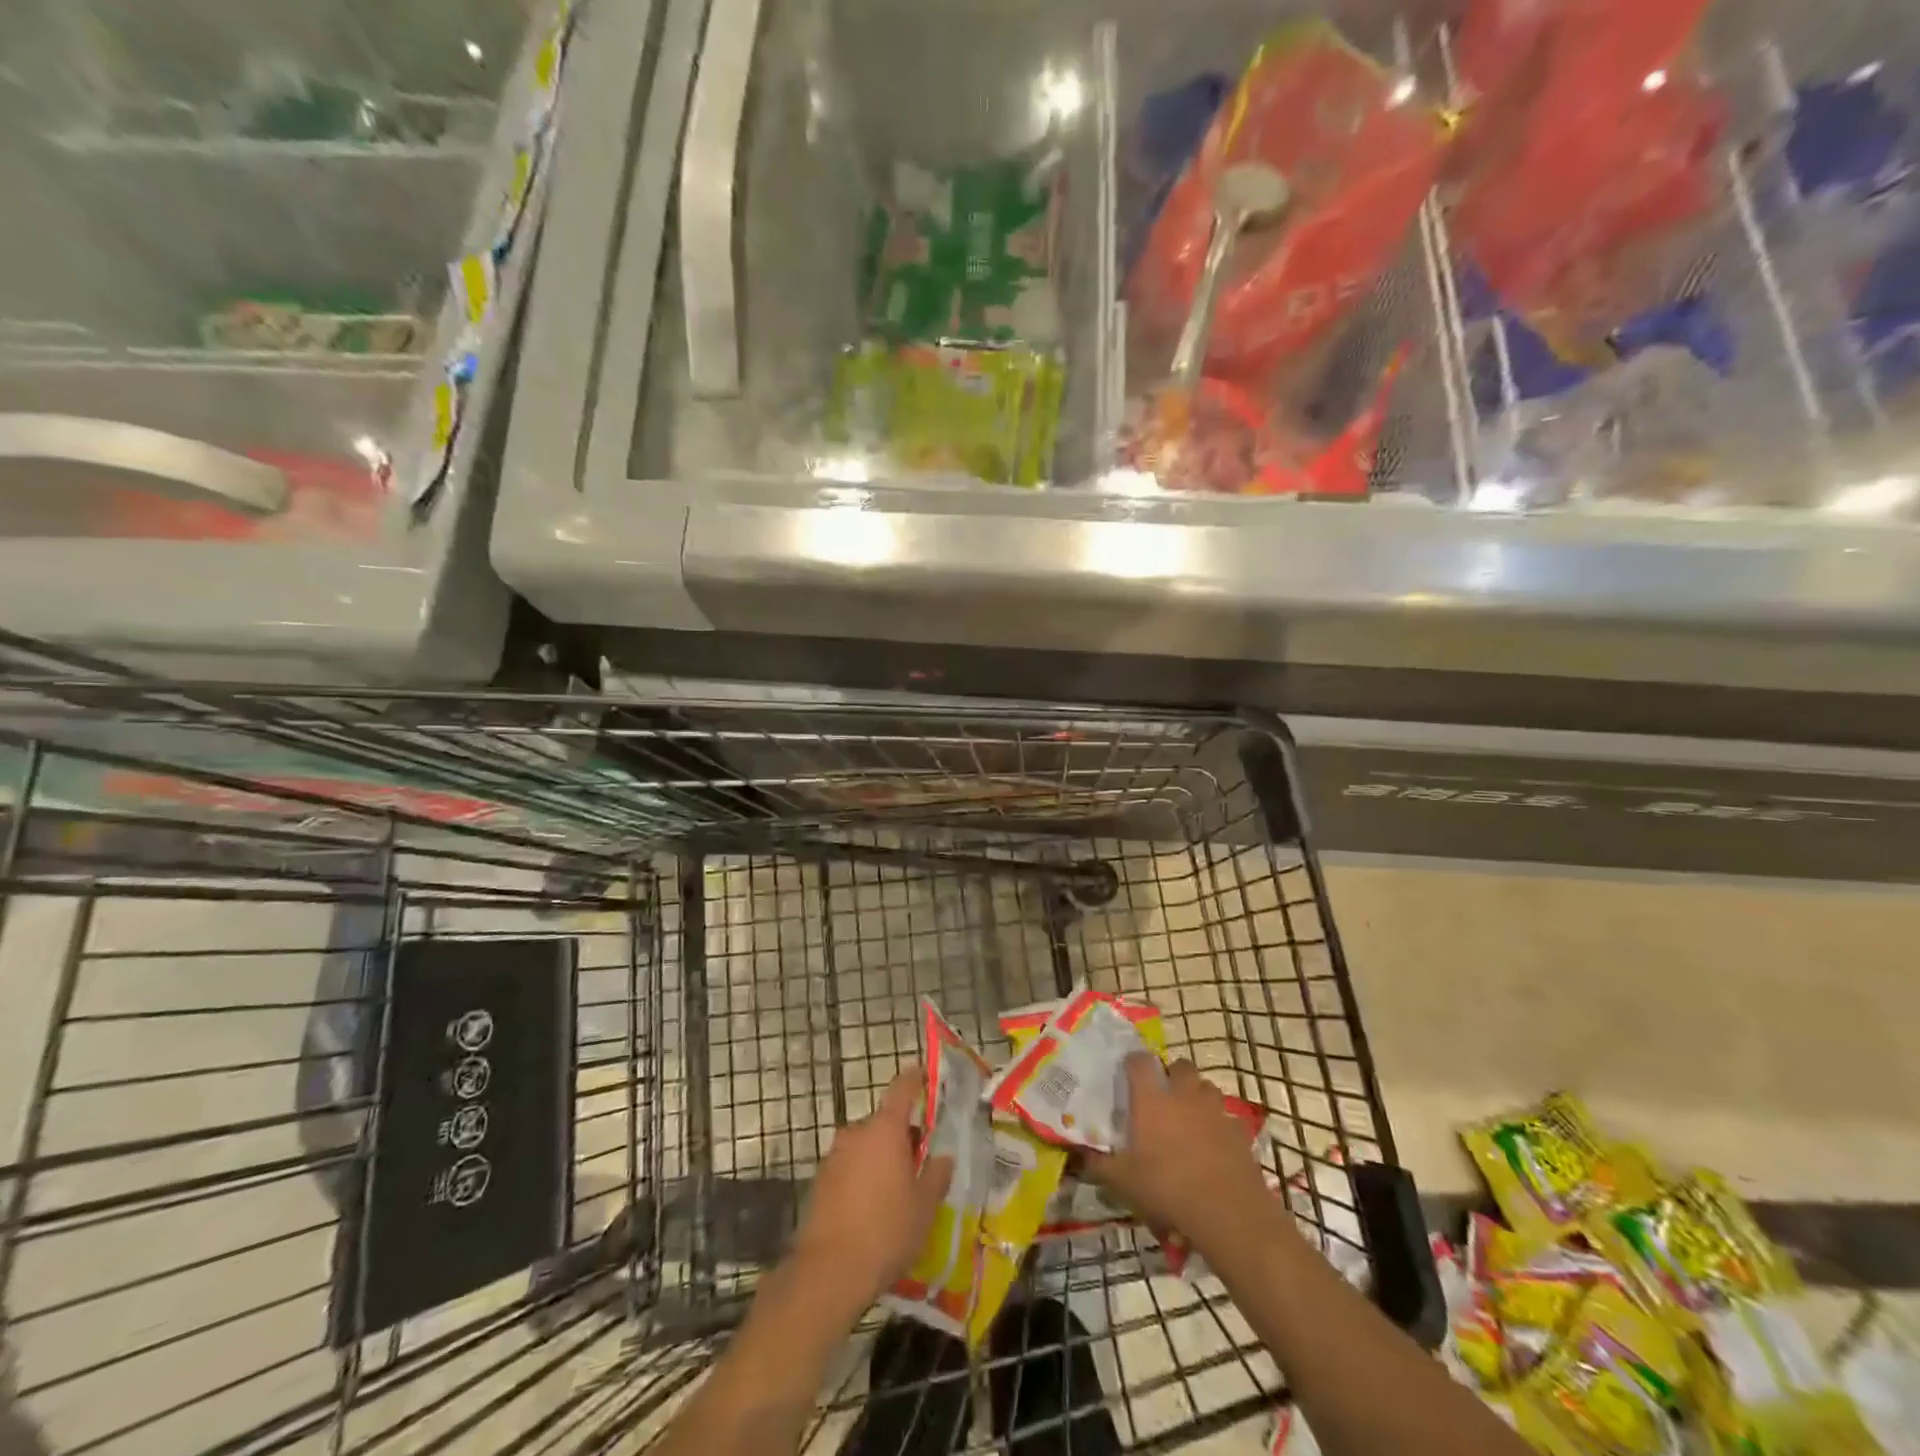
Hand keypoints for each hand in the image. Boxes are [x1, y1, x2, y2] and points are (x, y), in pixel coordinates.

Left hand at [791, 1066, 953, 1307]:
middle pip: (883, 1122)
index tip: (924, 1076)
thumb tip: (943, 1158)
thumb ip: (936, 1176)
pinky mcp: (819, 1181)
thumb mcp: (924, 1207)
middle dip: (901, 1136)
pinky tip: (870, 1209)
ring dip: (880, 1158)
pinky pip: (848, 1167)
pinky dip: (861, 1177)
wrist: (829, 1272)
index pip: (901, 1088)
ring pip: (865, 1146)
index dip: (914, 1079)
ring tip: (895, 1192)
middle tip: (918, 1163)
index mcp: (885, 1130)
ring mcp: (834, 1156)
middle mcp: (856, 1133)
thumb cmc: (886, 1231)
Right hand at [1082, 1056, 1271, 1252]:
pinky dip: (1219, 1125)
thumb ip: (1098, 1165)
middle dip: (1173, 1074)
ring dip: (1197, 1095)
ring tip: (1189, 1117)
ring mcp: (1215, 1111)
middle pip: (1181, 1065)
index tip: (1128, 1071)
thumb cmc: (1167, 1189)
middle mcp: (1184, 1095)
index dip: (1133, 1062)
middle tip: (1163, 1094)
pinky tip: (1214, 1145)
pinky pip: (1227, 1118)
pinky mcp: (1239, 1131)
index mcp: (1152, 1099)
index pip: (1140, 1061)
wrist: (1228, 1213)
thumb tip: (1077, 1155)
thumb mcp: (1123, 1181)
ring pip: (1207, 1087)